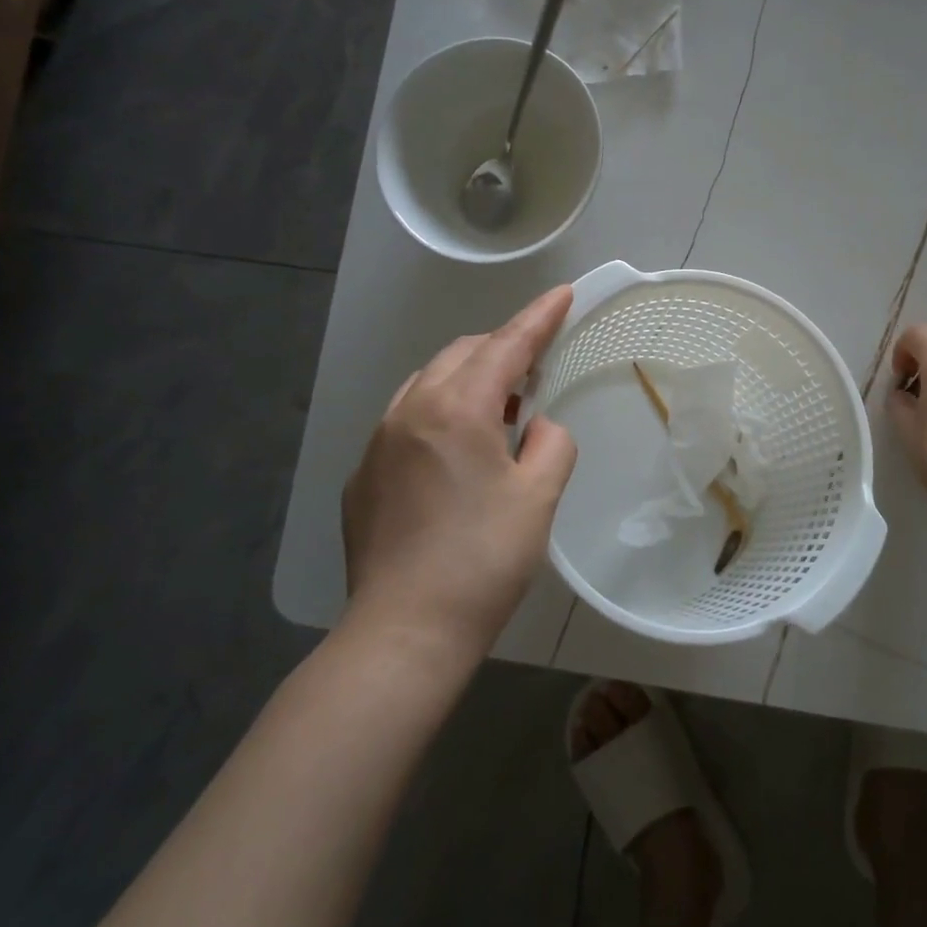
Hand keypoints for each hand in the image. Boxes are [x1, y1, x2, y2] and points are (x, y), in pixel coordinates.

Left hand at [340, 287, 577, 657]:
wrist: (405, 632)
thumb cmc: (484, 559)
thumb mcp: (539, 496)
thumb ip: (552, 443)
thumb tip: (538, 427)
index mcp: (457, 409)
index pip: (506, 345)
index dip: (539, 318)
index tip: (563, 294)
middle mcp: (409, 412)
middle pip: (462, 355)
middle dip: (502, 349)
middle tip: (538, 367)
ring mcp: (378, 443)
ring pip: (428, 384)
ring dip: (469, 381)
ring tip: (502, 410)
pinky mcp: (363, 477)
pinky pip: (406, 421)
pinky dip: (440, 414)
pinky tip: (457, 455)